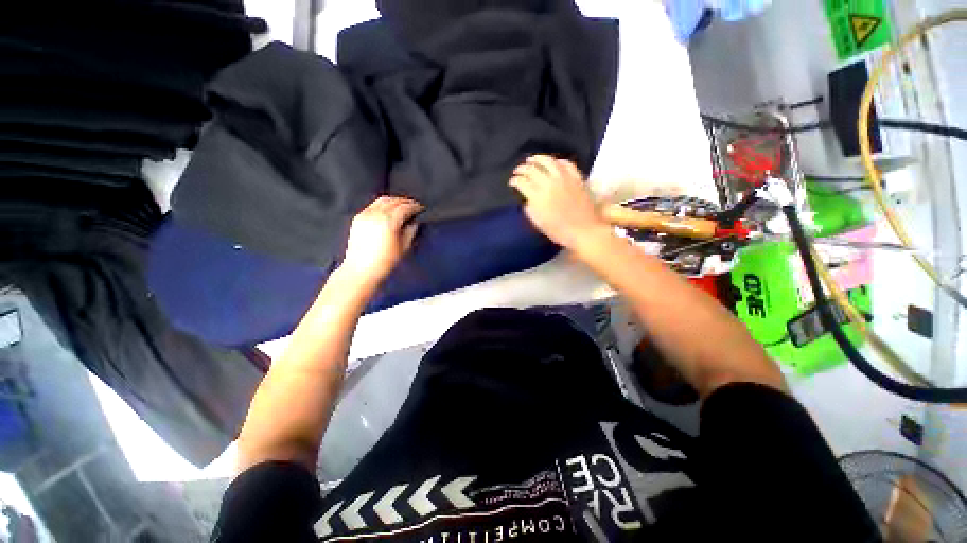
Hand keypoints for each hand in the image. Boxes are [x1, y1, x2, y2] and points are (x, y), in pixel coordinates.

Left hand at [341, 196, 422, 285]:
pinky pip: (372, 205)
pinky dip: (383, 204)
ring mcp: (365, 215)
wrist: (360, 270)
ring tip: (402, 206)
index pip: (405, 207)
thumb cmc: (385, 262)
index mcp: (389, 222)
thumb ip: (410, 231)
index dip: (415, 206)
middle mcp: (376, 214)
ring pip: (382, 200)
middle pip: (393, 200)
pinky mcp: (358, 218)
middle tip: (414, 205)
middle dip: (405, 201)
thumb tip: (413, 222)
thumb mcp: (404, 248)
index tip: (421, 208)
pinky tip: (388, 210)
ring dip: (394, 200)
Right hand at [509, 155, 608, 248]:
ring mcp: (564, 178)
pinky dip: (557, 161)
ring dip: (537, 158)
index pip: (522, 182)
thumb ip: (530, 209)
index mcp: (538, 196)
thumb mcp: (538, 223)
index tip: (512, 182)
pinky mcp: (576, 177)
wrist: (584, 230)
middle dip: (522, 169)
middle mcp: (549, 183)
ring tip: (531, 159)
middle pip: (532, 169)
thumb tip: (527, 199)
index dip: (515, 180)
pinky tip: (553, 163)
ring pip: (548, 161)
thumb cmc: (559, 231)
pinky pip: (566, 163)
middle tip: (518, 170)